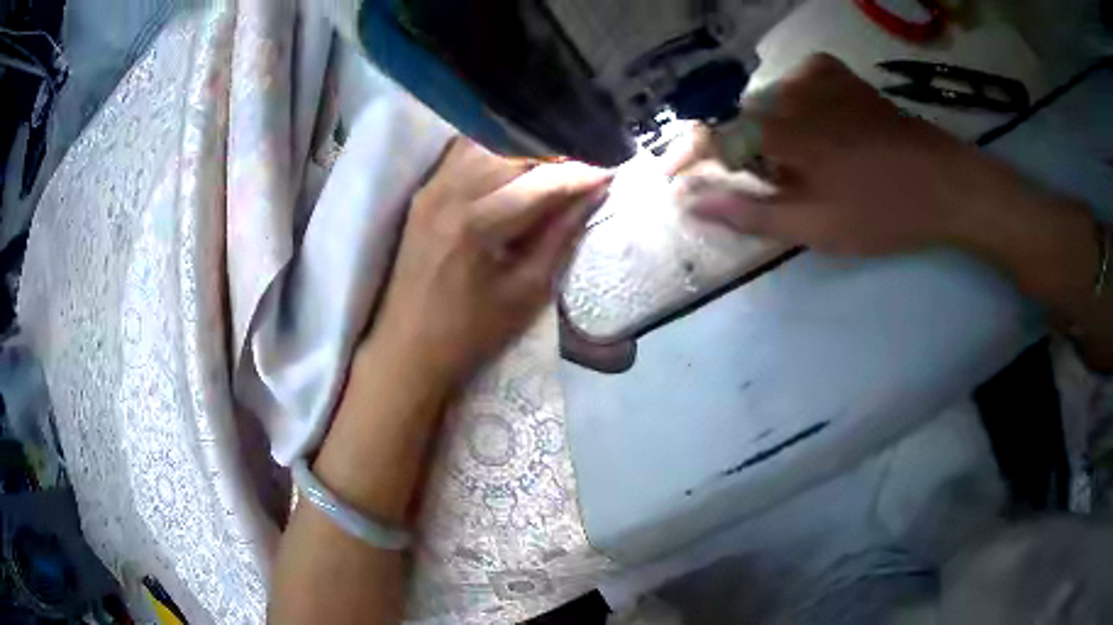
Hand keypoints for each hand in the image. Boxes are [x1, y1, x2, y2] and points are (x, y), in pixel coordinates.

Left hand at [365, 138, 610, 383]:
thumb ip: (561, 236)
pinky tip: (511, 165)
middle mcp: (450, 193)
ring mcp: (430, 189)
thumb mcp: (528, 292)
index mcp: (477, 224)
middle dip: (555, 157)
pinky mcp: (422, 194)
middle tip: (583, 171)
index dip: (580, 175)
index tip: (609, 174)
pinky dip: (492, 151)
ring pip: (487, 145)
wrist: (408, 349)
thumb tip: (592, 195)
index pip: (541, 181)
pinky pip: (461, 154)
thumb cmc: (472, 333)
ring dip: (524, 151)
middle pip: (513, 153)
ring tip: (552, 168)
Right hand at [682, 53, 991, 255]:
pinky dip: (795, 103)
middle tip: (765, 186)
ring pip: (769, 101)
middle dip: (740, 152)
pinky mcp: (841, 77)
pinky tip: (815, 123)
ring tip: (797, 163)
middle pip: (741, 117)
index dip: (689, 158)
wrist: (945, 183)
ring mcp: (818, 78)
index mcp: (781, 131)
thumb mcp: (816, 226)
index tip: (678, 181)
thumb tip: (692, 204)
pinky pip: (798, 81)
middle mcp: (790, 94)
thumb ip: (750, 212)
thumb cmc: (883, 212)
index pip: (713, 135)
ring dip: (769, 131)